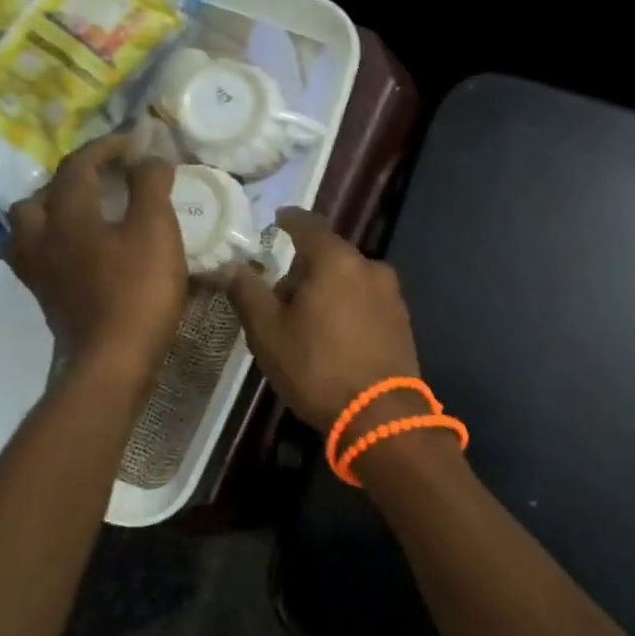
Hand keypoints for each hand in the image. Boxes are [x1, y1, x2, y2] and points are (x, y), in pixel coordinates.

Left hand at [5, 134, 186, 370]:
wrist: (112, 361)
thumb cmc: (138, 291)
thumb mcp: (156, 230)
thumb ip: (150, 186)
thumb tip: (149, 156)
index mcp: (68, 214)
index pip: (79, 165)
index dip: (106, 147)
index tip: (134, 143)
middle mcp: (41, 236)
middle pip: (42, 194)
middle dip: (73, 179)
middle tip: (105, 179)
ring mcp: (38, 270)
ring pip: (29, 226)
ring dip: (53, 210)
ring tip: (83, 213)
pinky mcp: (45, 298)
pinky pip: (37, 256)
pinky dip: (54, 242)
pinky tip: (77, 252)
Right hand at [225, 208, 420, 431]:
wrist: (381, 415)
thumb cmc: (317, 368)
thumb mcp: (268, 332)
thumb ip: (247, 292)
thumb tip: (232, 267)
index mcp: (337, 260)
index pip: (308, 225)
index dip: (289, 220)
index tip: (277, 220)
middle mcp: (370, 267)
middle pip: (329, 255)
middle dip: (303, 269)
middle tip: (279, 297)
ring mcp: (392, 295)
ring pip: (349, 280)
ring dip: (327, 290)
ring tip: (306, 324)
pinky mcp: (402, 321)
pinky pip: (366, 301)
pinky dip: (347, 308)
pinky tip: (335, 338)